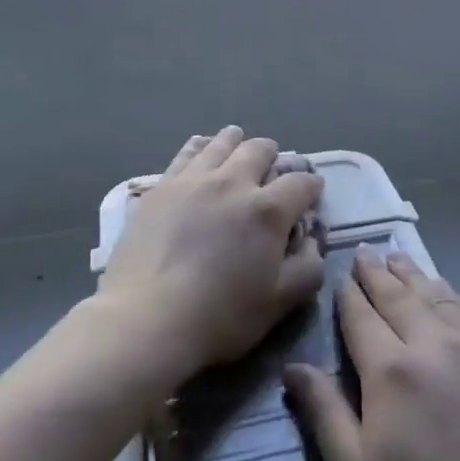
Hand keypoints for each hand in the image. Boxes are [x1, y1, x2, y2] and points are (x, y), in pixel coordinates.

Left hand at [98, 127, 324, 387]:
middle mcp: (234, 182)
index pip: (300, 183)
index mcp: (268, 210)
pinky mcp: (162, 186)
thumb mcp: (279, 303)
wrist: (147, 318)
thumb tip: (312, 241)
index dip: (311, 185)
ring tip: (238, 146)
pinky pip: (187, 152)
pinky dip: (201, 146)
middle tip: (272, 170)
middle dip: (273, 157)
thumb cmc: (220, 316)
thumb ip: (307, 268)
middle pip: (260, 150)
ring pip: (223, 143)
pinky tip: (202, 150)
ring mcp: (194, 179)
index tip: (312, 192)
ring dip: (237, 142)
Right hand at [283, 253, 459, 460]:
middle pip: (399, 298)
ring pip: (437, 298)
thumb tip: (295, 367)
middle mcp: (433, 347)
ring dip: (413, 276)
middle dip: (377, 274)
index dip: (348, 295)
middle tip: (366, 252)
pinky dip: (449, 296)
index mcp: (391, 372)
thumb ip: (325, 415)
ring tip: (398, 259)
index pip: (362, 318)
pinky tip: (445, 295)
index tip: (340, 275)